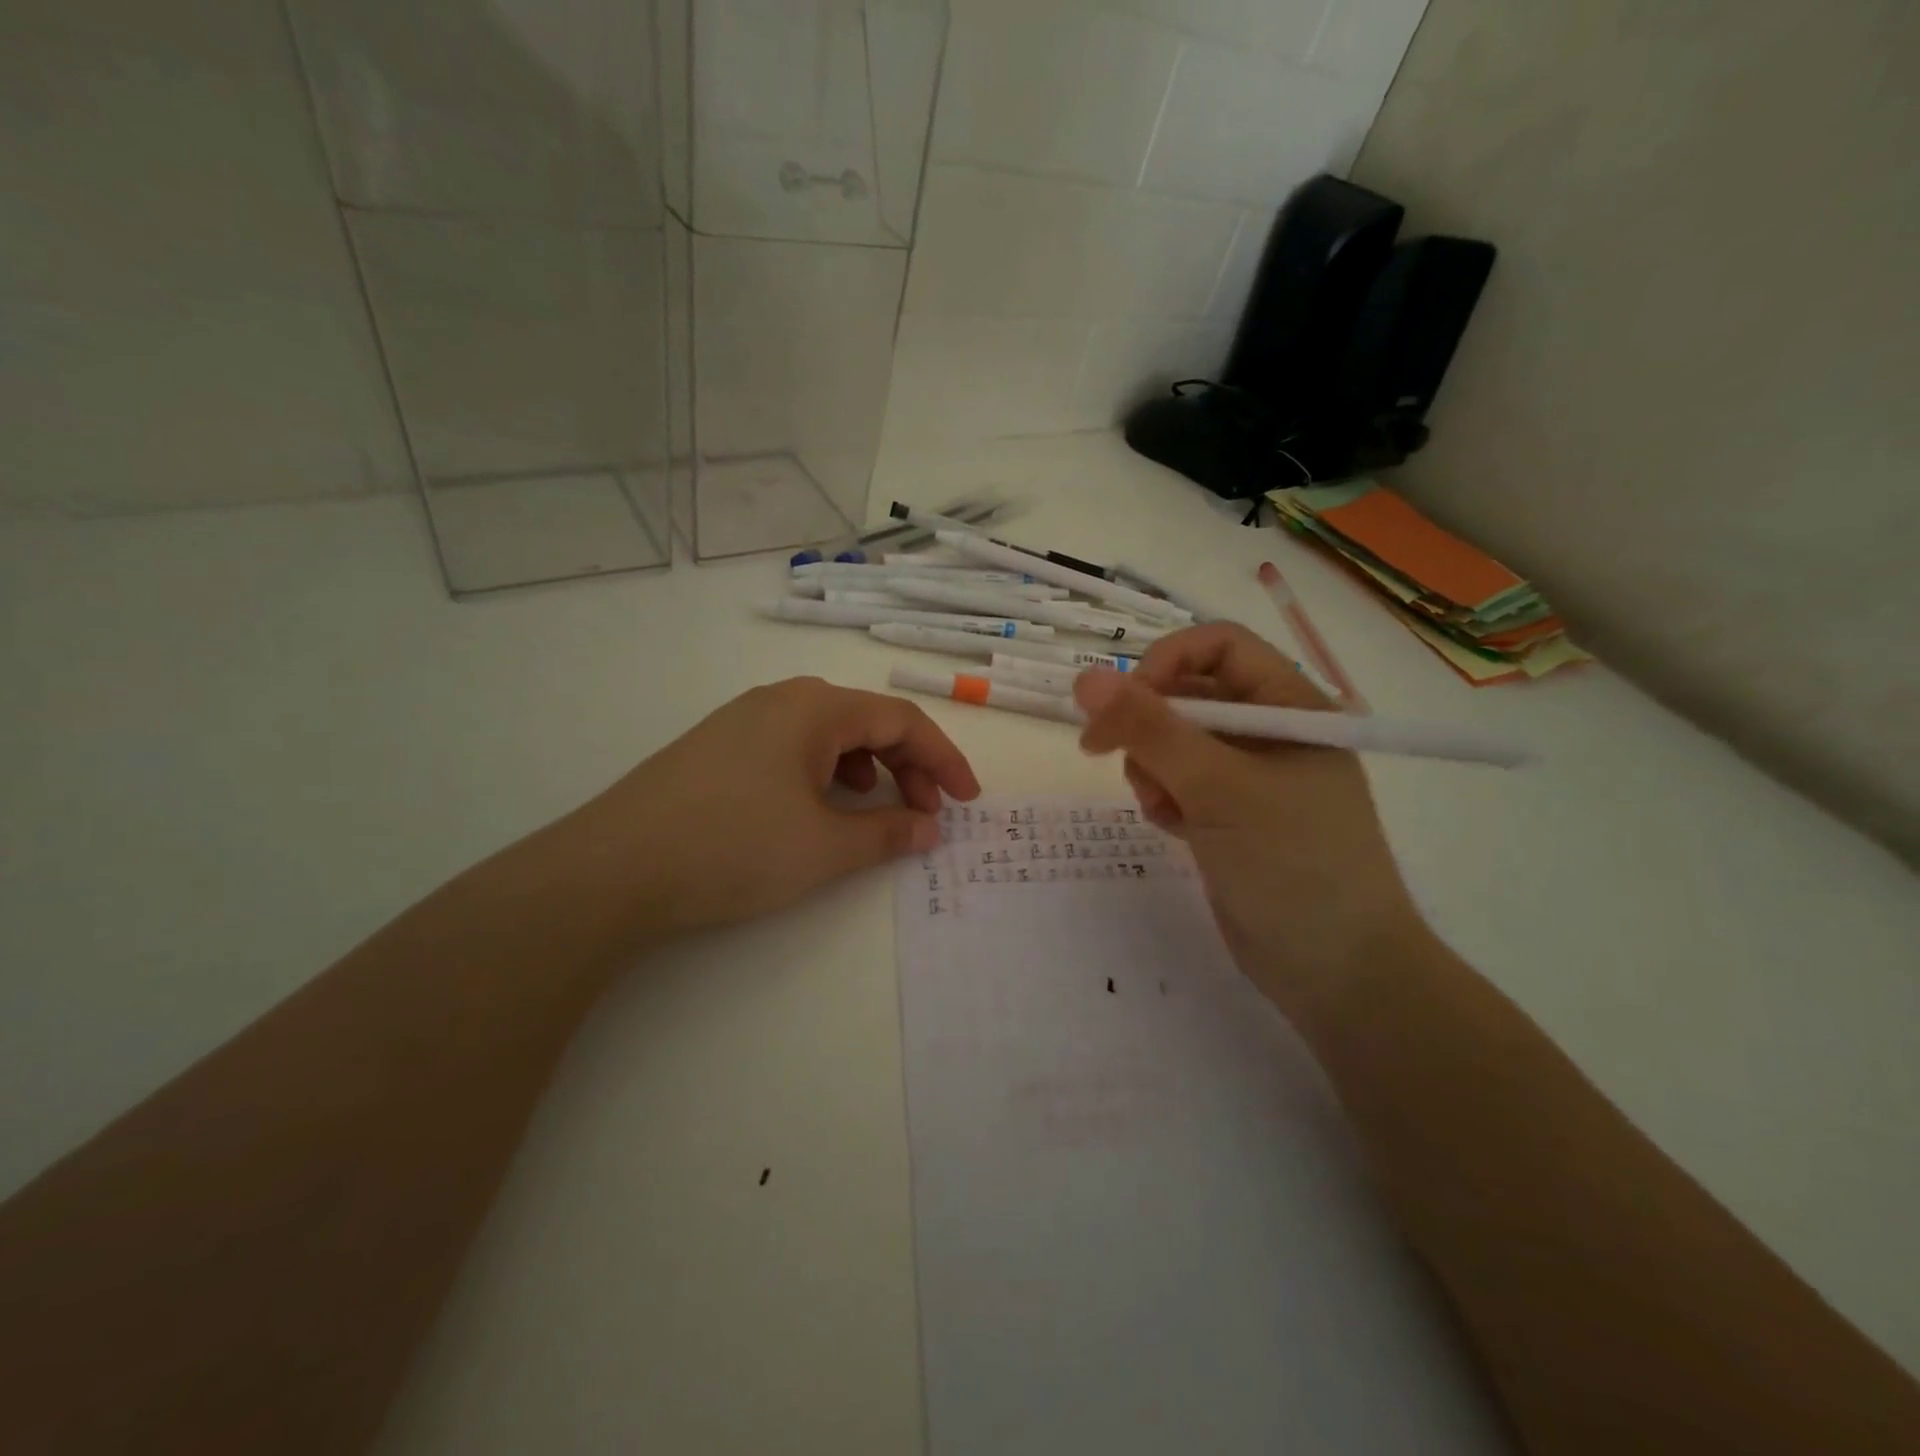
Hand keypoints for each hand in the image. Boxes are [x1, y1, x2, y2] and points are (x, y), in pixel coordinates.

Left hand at [565, 677, 979, 939]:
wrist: (612, 869)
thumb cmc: (734, 847)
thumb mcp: (824, 846)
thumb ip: (888, 833)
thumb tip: (928, 829)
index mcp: (814, 707)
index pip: (901, 719)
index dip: (943, 759)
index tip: (967, 801)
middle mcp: (780, 700)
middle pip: (866, 722)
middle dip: (907, 766)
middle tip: (925, 815)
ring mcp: (743, 721)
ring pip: (828, 735)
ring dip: (866, 770)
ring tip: (875, 810)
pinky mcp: (717, 749)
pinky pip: (792, 749)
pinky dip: (825, 775)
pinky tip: (817, 808)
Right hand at [1073, 624, 1426, 1022]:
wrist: (1336, 973)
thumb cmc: (1292, 864)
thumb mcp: (1218, 787)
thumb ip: (1150, 729)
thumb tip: (1085, 678)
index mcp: (1291, 706)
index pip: (1218, 646)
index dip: (1164, 662)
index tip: (1123, 702)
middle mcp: (1271, 733)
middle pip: (1189, 693)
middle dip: (1147, 722)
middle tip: (1103, 751)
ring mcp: (1249, 778)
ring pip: (1175, 741)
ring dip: (1151, 765)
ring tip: (1160, 804)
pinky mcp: (1229, 817)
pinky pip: (1179, 783)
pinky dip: (1164, 797)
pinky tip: (1172, 827)